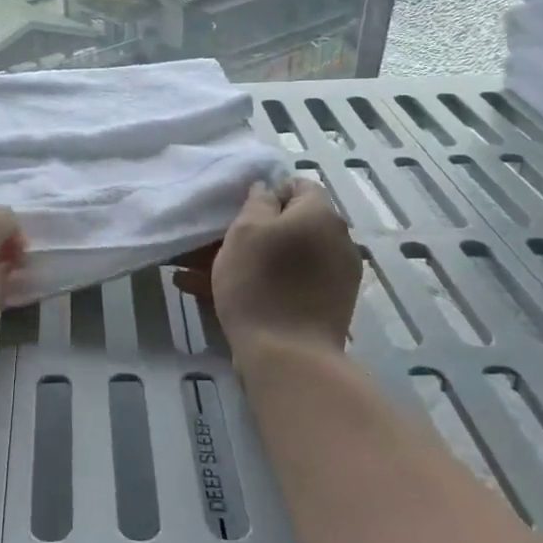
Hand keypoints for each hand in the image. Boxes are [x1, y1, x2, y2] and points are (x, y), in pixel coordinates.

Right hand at [175, 180, 360, 361]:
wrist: (289, 357)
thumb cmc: (260, 283)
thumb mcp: (245, 230)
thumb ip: (258, 201)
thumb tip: (268, 190)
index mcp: (320, 214)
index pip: (297, 185)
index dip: (267, 194)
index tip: (237, 212)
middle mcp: (338, 240)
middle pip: (293, 224)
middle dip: (257, 232)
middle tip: (217, 246)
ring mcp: (338, 276)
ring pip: (288, 257)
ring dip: (255, 260)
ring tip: (204, 275)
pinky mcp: (330, 305)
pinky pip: (293, 283)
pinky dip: (266, 284)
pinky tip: (226, 296)